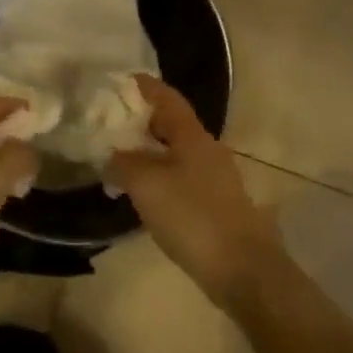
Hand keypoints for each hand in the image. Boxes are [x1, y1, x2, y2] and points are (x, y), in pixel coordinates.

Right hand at [106, 76, 283, 309]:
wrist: (243, 270)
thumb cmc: (192, 216)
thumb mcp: (146, 184)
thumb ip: (123, 163)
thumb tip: (110, 154)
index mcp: (192, 135)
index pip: (166, 97)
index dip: (144, 86)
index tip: (119, 81)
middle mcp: (207, 148)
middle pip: (171, 123)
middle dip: (141, 119)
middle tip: (110, 122)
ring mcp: (215, 177)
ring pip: (175, 151)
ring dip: (148, 150)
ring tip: (119, 157)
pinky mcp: (216, 204)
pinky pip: (181, 176)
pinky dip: (159, 174)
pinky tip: (142, 191)